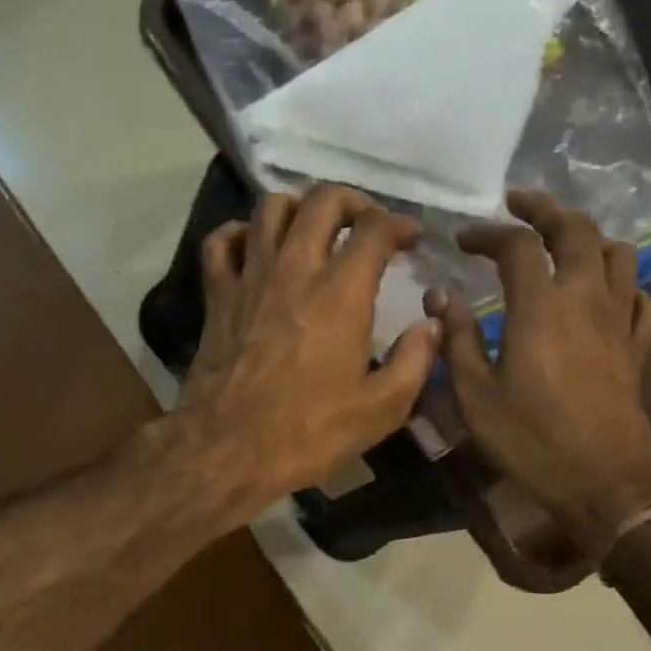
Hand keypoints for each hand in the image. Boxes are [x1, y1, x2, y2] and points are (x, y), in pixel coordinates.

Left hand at [180, 185, 440, 513]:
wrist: (227, 449)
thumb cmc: (308, 433)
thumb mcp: (380, 410)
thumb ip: (414, 362)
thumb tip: (432, 325)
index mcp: (341, 293)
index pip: (375, 229)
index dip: (400, 224)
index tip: (412, 240)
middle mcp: (295, 269)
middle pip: (322, 201)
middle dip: (352, 201)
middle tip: (366, 224)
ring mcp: (250, 278)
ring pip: (270, 208)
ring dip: (298, 208)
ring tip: (313, 229)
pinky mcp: (217, 296)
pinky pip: (220, 242)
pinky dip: (239, 234)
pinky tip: (254, 247)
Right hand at [426, 192, 650, 555]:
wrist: (603, 483)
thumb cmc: (530, 441)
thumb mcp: (475, 396)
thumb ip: (458, 340)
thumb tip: (441, 297)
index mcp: (541, 308)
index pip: (518, 246)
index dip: (488, 233)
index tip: (462, 240)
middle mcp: (586, 301)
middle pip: (577, 231)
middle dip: (546, 209)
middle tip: (519, 204)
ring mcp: (620, 323)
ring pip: (619, 256)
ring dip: (589, 238)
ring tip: (563, 244)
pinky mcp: (639, 349)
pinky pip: (644, 300)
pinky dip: (626, 286)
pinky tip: (608, 296)